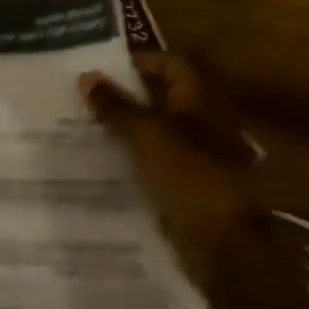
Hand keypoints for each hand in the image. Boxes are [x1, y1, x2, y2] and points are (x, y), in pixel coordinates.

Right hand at [80, 52, 260, 275]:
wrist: (225, 246)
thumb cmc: (191, 179)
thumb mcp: (148, 137)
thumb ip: (117, 107)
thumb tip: (86, 76)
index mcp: (202, 102)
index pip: (171, 64)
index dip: (139, 61)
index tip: (101, 68)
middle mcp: (205, 124)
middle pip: (163, 99)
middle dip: (126, 97)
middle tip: (84, 99)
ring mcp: (200, 158)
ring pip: (157, 134)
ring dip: (126, 131)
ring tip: (85, 130)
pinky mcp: (190, 188)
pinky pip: (156, 165)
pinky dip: (133, 161)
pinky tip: (103, 167)